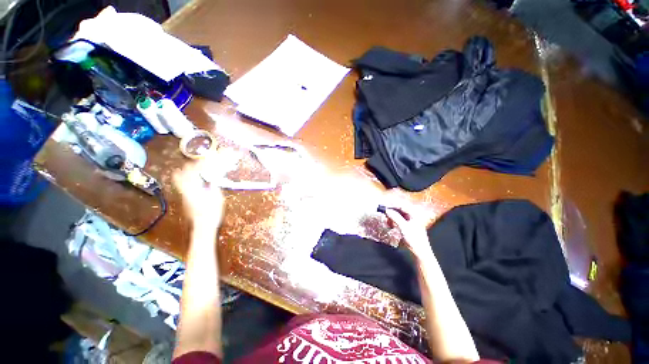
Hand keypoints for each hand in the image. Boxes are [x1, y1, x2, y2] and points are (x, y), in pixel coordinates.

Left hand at [173, 161, 224, 230]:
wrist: (202, 226)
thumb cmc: (212, 212)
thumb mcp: (217, 198)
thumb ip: (213, 187)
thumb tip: (212, 179)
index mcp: (194, 189)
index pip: (192, 172)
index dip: (198, 164)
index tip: (203, 160)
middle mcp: (186, 190)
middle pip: (182, 175)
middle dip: (188, 167)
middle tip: (195, 163)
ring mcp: (183, 195)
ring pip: (180, 180)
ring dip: (185, 173)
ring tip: (191, 168)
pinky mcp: (185, 199)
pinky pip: (183, 185)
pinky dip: (186, 179)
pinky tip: (194, 180)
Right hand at [384, 207, 432, 257]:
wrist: (420, 252)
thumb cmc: (415, 239)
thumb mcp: (404, 227)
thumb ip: (395, 217)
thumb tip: (387, 210)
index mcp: (414, 214)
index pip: (402, 205)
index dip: (392, 204)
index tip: (384, 205)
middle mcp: (413, 216)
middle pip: (399, 210)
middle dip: (391, 211)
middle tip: (383, 212)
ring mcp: (410, 222)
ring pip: (398, 216)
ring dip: (391, 217)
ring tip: (387, 221)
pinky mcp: (407, 227)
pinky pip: (398, 221)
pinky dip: (393, 222)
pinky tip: (390, 225)